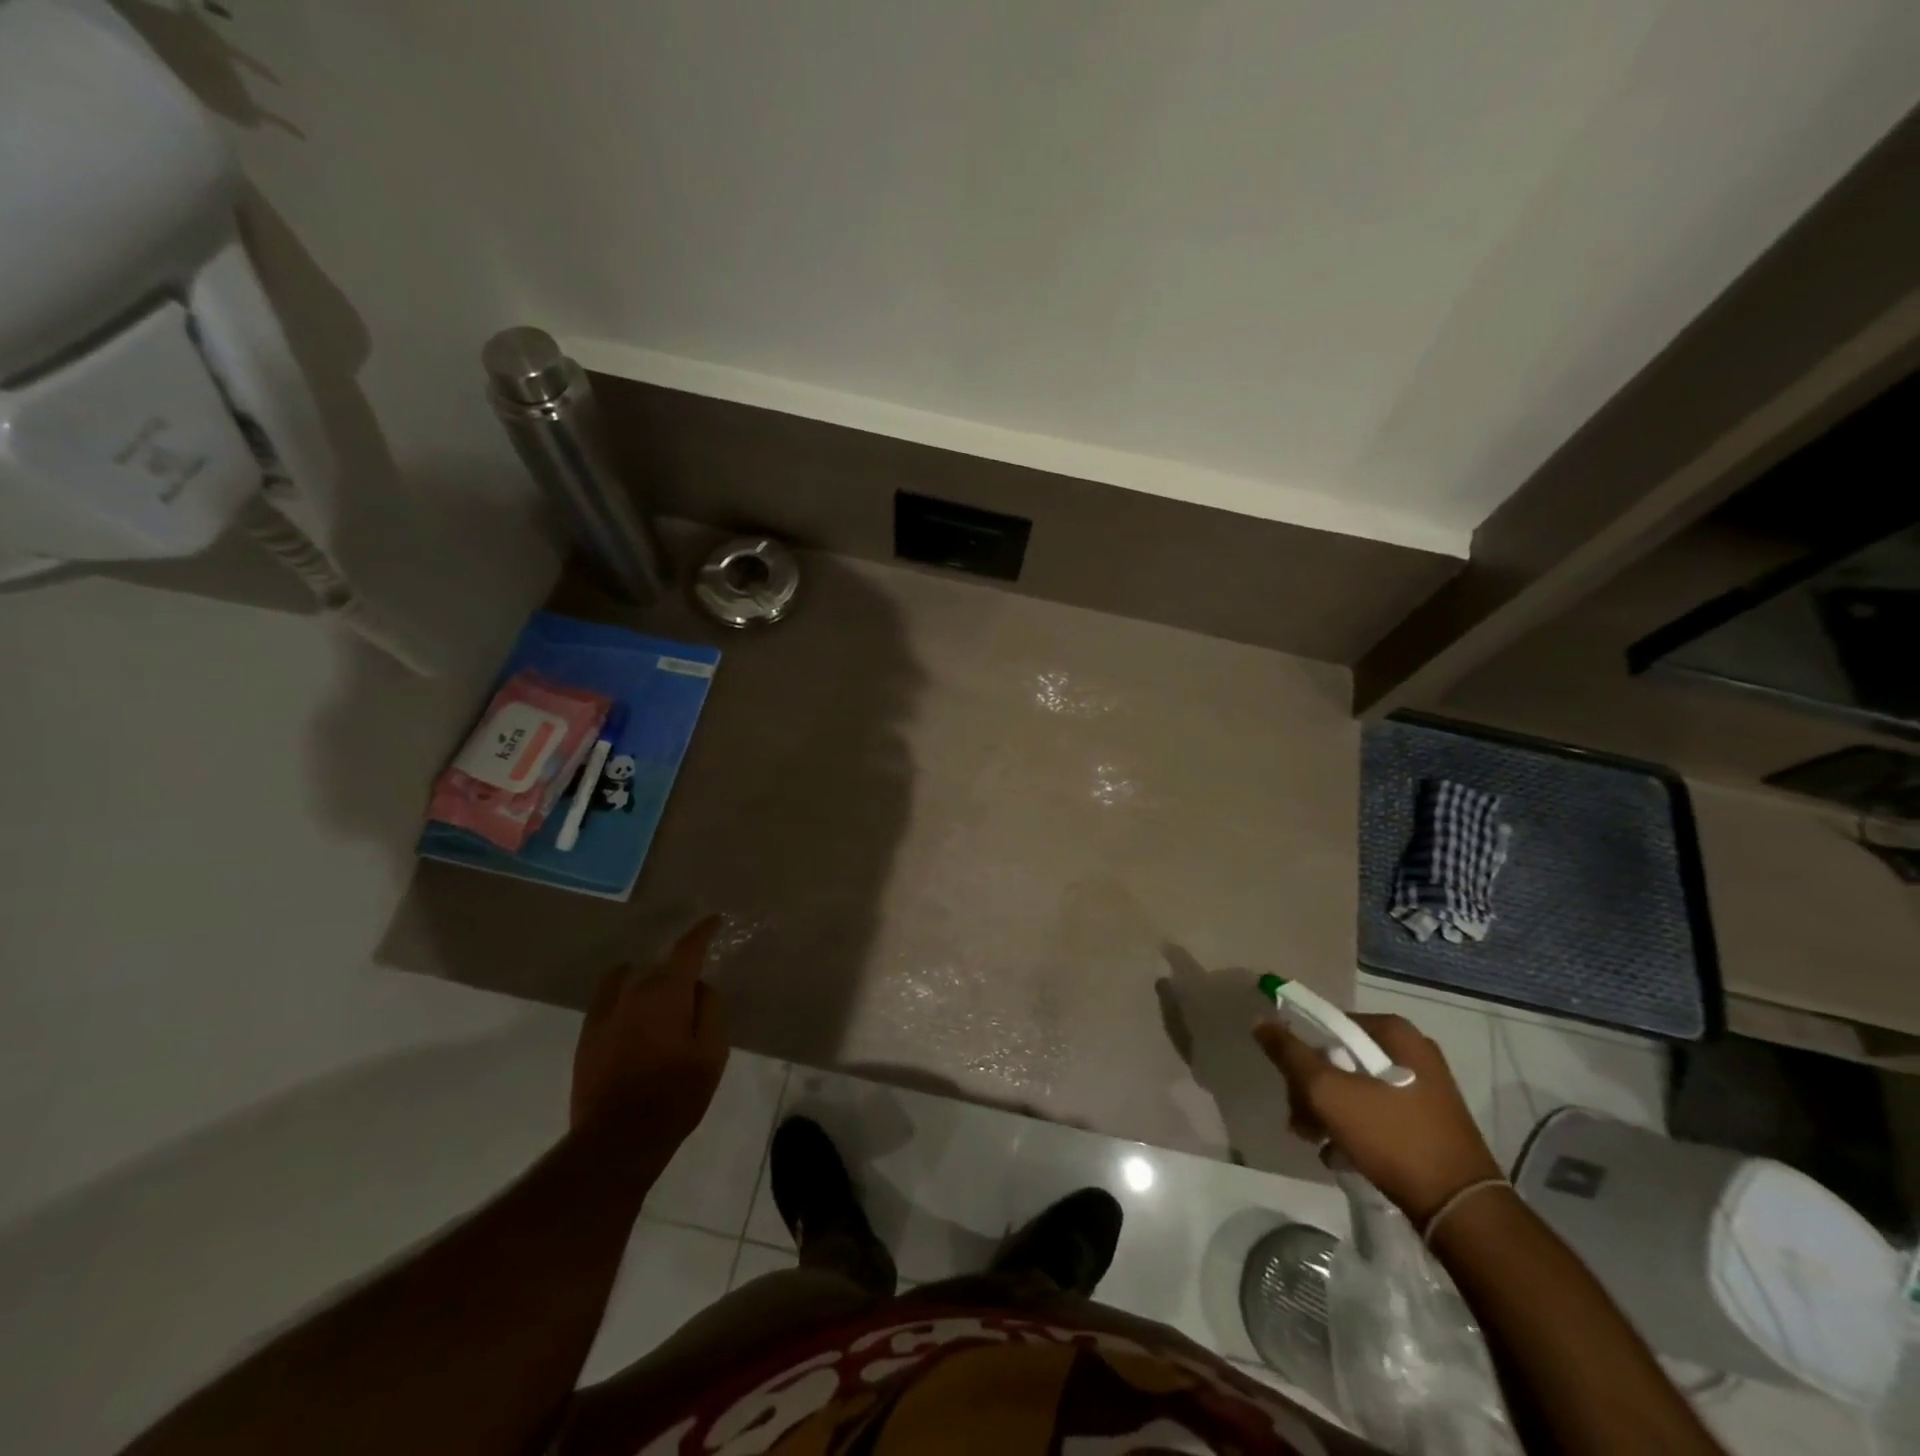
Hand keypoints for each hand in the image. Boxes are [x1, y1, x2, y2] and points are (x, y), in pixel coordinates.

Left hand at [572, 916, 728, 1146]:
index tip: (714, 920)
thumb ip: (710, 1010)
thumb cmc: (675, 1094)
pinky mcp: (587, 1037)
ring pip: (626, 979)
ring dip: (645, 978)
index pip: (687, 949)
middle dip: (676, 967)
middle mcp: (632, 993)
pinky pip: (605, 1000)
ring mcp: (604, 1014)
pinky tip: (630, 1016)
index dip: (702, 932)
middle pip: (657, 966)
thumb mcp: (712, 1052)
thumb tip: (700, 987)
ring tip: (657, 994)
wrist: (618, 1139)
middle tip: (692, 983)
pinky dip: (621, 996)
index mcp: (667, 993)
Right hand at [1254, 1011, 1501, 1223]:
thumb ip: (1290, 1054)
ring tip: (1317, 1143)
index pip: (1328, 1025)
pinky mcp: (1428, 1121)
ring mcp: (1424, 1088)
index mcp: (1393, 1032)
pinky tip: (1341, 1156)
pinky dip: (1354, 1129)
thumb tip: (1260, 1021)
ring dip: (1328, 1112)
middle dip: (1312, 1090)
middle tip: (1301, 1121)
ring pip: (1355, 1087)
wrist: (1460, 1209)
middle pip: (1339, 1057)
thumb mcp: (1328, 1092)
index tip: (1290, 1085)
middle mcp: (1412, 1051)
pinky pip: (1377, 1112)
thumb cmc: (1392, 1137)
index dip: (1301, 1052)